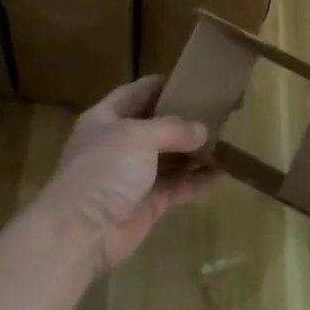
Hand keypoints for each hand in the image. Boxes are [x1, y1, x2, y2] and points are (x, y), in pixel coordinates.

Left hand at [38, 76, 218, 274]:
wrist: (82, 231)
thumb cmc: (104, 170)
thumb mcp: (138, 136)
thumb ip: (173, 129)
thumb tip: (202, 130)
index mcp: (106, 119)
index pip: (135, 94)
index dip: (160, 85)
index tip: (191, 78)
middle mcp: (119, 145)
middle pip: (156, 126)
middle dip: (185, 119)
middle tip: (220, 110)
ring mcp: (134, 176)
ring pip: (170, 158)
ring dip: (195, 151)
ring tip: (227, 139)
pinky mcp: (148, 203)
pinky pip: (178, 187)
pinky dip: (198, 181)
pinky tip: (222, 173)